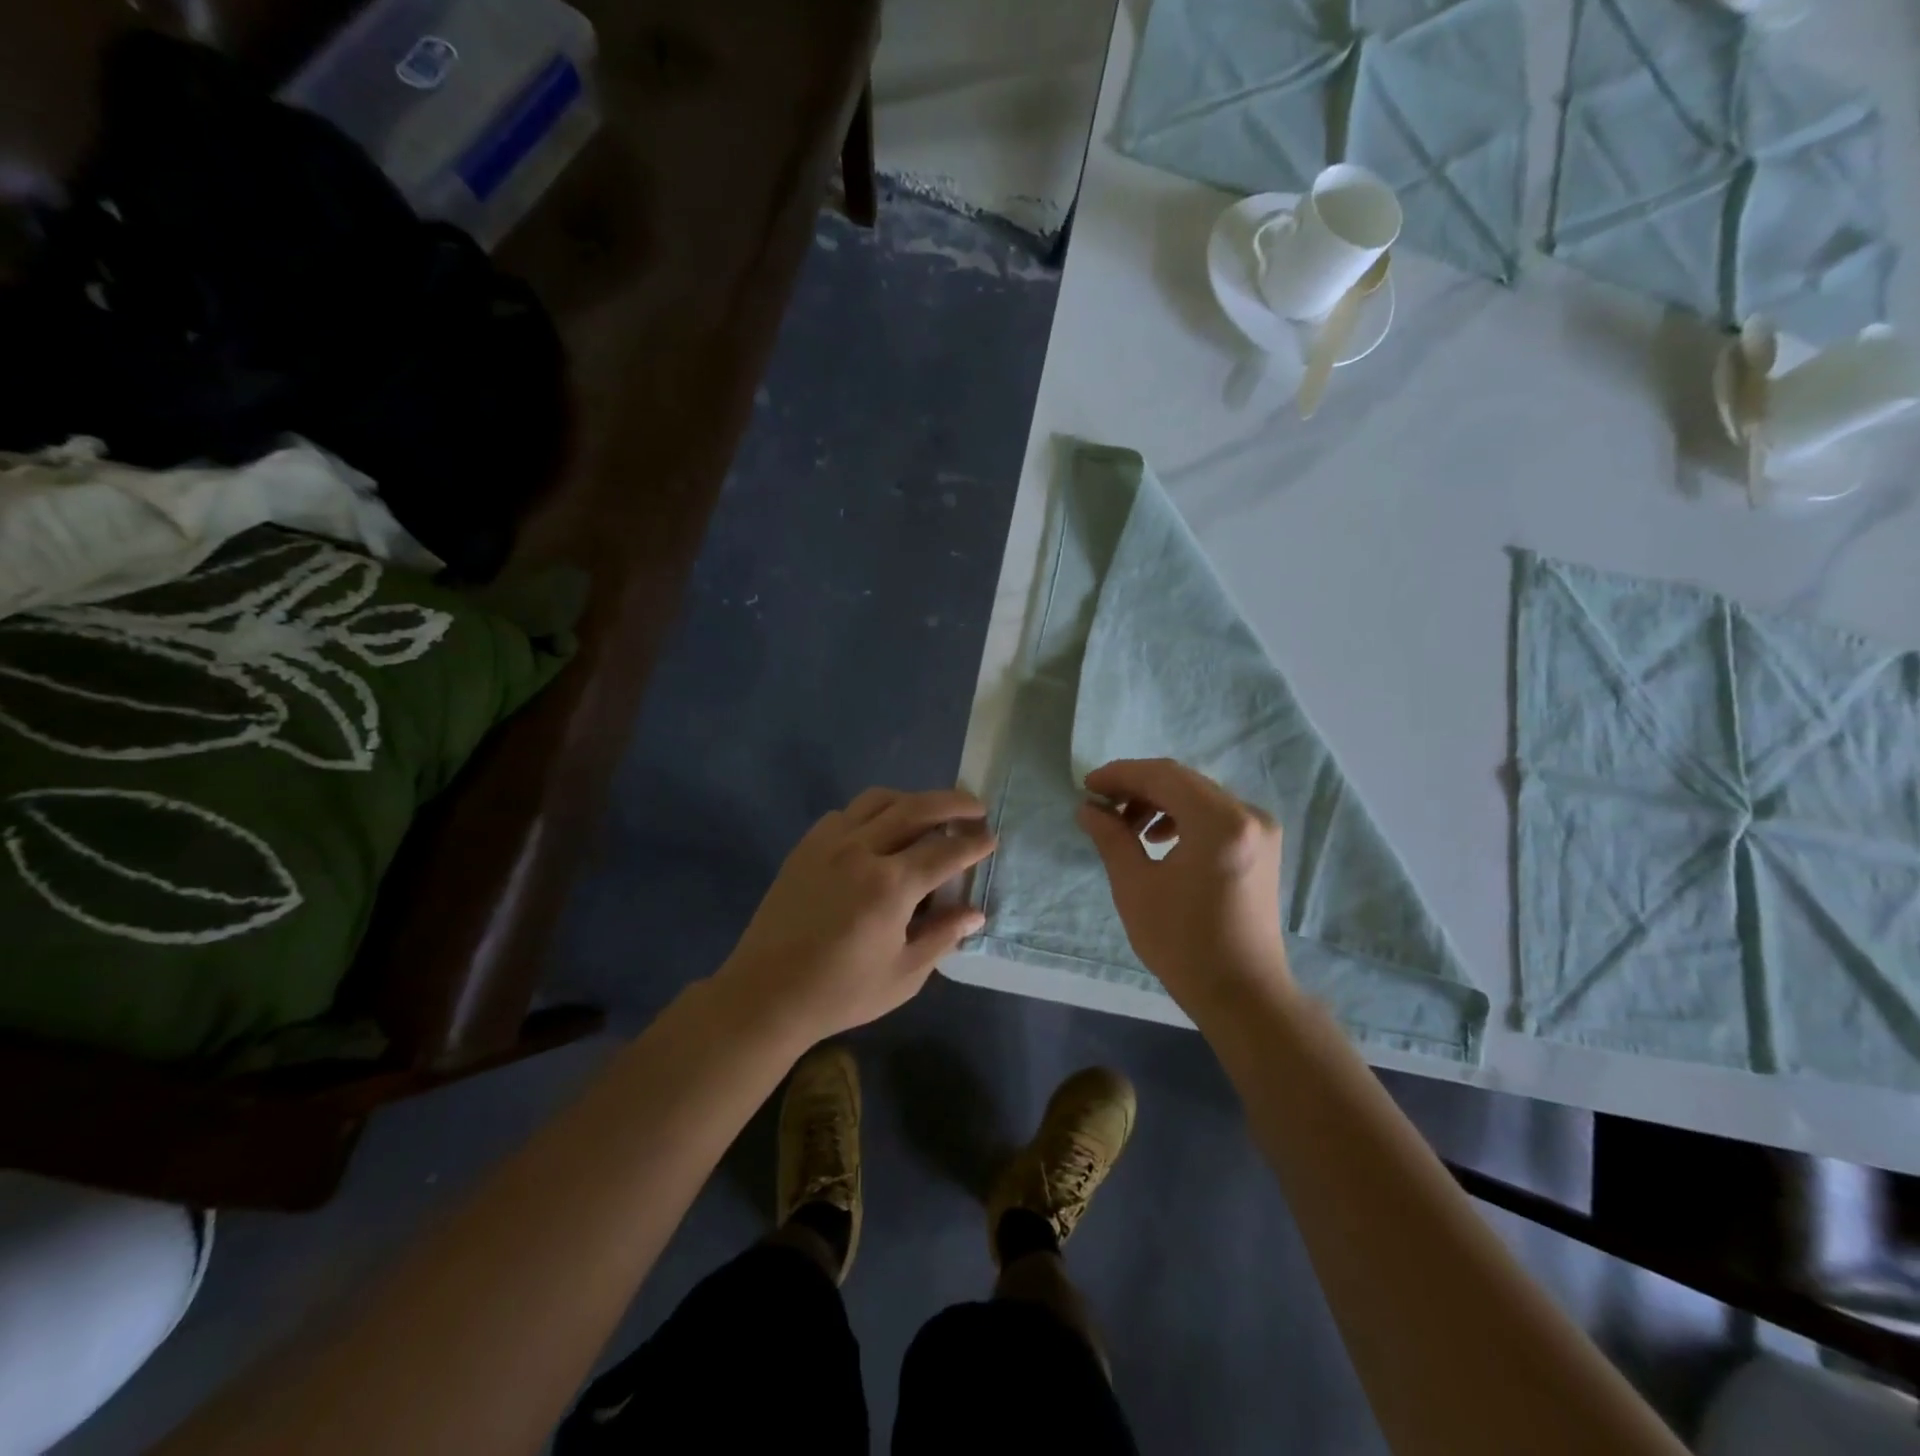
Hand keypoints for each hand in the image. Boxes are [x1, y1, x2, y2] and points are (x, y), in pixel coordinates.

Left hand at [715, 787, 995, 1045]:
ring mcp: (829, 843)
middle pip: (916, 808)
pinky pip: (845, 813)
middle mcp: (862, 851)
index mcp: (890, 886)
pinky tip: (878, 833)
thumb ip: (942, 936)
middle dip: (953, 803)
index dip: (973, 844)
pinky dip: (871, 813)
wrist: (766, 994)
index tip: (991, 837)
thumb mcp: (904, 975)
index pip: (944, 852)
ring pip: (879, 800)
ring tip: (929, 813)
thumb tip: (975, 912)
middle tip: (975, 807)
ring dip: (911, 799)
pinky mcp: (806, 846)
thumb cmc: (840, 992)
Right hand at [1075, 758, 1291, 1018]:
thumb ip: (1111, 837)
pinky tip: (1158, 839)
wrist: (1241, 993)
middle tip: (1101, 805)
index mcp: (1220, 822)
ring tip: (1126, 827)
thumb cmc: (1183, 943)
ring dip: (1158, 803)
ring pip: (1198, 796)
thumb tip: (1089, 808)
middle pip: (1183, 782)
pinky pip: (1214, 815)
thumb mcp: (1135, 886)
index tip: (1087, 786)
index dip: (1120, 775)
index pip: (1163, 776)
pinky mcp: (1261, 846)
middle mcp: (1247, 815)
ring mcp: (1260, 830)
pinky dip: (1182, 818)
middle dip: (1137, 788)